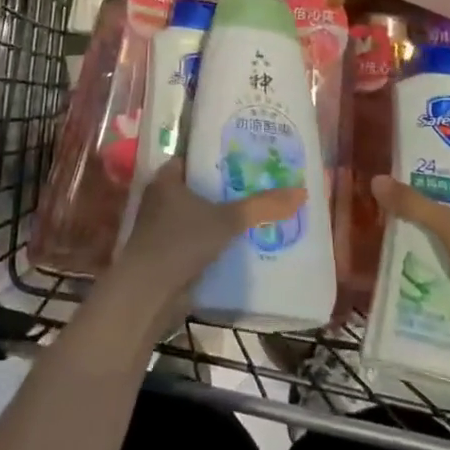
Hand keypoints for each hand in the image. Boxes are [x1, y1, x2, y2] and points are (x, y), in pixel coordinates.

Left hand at [108, 158, 303, 343]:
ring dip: (217, 216)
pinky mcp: (165, 253)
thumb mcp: (227, 220)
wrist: (149, 293)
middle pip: (197, 186)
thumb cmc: (181, 242)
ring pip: (196, 214)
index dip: (217, 156)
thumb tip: (301, 192)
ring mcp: (160, 227)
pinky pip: (194, 238)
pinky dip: (211, 239)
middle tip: (257, 183)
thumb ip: (261, 206)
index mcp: (166, 178)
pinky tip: (237, 243)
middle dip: (223, 188)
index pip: (193, 157)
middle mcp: (159, 198)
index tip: (245, 156)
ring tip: (253, 212)